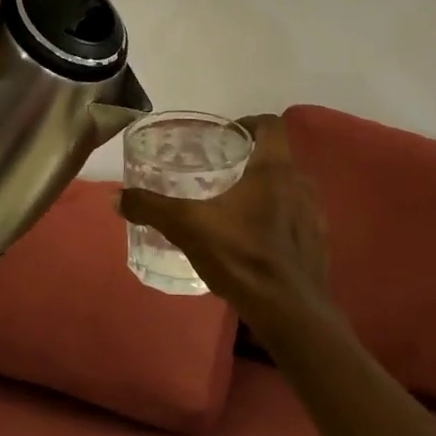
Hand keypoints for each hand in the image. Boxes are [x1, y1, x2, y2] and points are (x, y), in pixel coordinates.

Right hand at [118, 115, 331, 332]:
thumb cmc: (243, 257)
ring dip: (268, 190)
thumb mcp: (188, 228)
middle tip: (222, 171)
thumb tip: (116, 197)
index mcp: (274, 169)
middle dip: (252, 159)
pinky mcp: (319, 244)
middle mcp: (300, 183)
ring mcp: (315, 215)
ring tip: (237, 207)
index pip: (271, 125)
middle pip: (279, 157)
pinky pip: (298, 219)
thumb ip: (152, 208)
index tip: (227, 134)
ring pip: (290, 188)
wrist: (291, 314)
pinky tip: (256, 240)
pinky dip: (280, 220)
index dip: (250, 122)